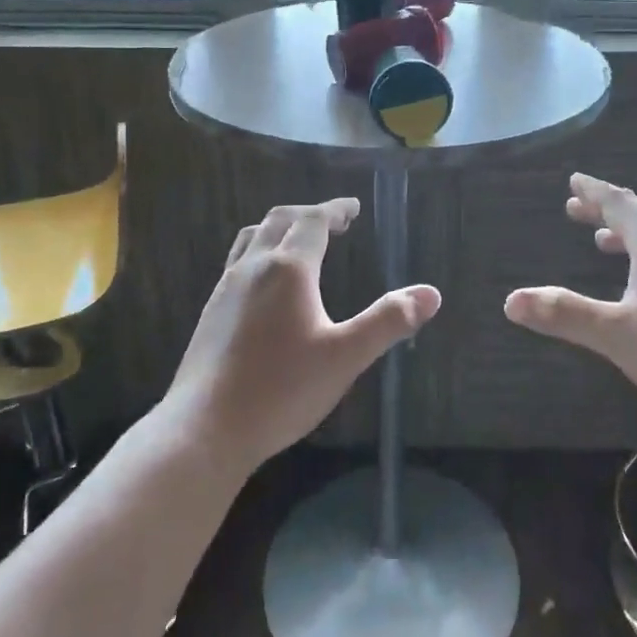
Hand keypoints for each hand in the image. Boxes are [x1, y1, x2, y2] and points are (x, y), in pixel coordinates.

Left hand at [161, 199, 439, 475]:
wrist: (204, 428)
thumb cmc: (281, 390)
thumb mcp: (345, 357)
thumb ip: (387, 322)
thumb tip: (431, 294)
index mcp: (288, 269)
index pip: (313, 220)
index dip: (335, 209)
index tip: (353, 207)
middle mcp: (253, 267)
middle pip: (280, 220)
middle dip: (309, 214)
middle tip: (334, 222)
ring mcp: (225, 288)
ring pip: (252, 238)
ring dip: (279, 228)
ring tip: (298, 241)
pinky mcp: (210, 312)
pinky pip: (237, 262)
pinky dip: (259, 252)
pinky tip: (265, 284)